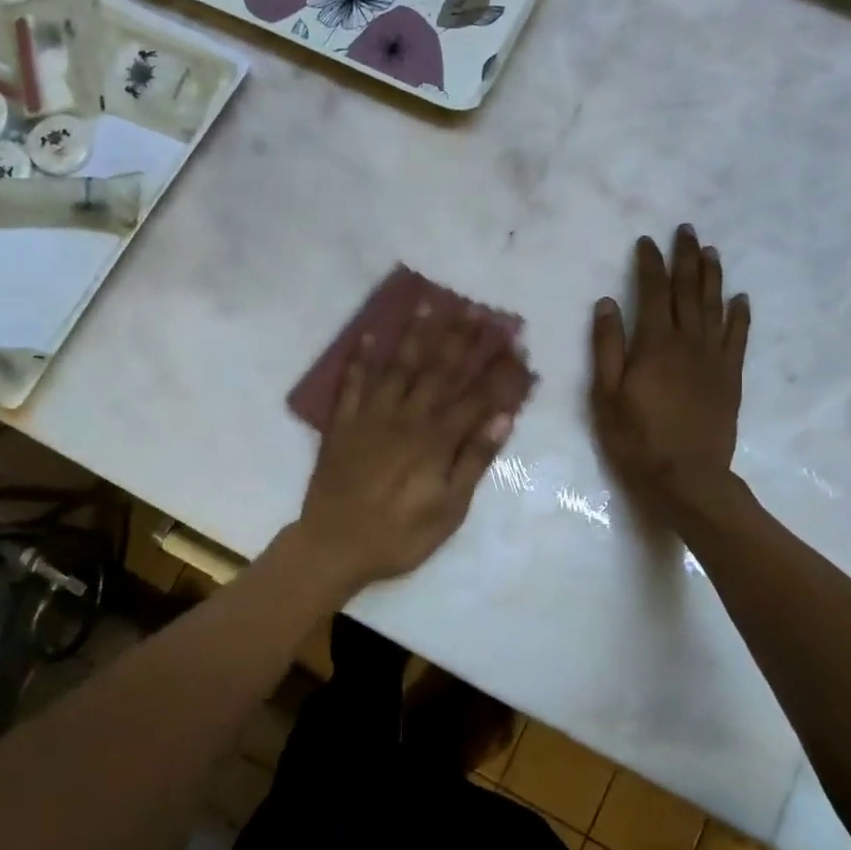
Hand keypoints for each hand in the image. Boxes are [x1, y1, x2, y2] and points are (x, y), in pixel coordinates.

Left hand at [294, 302, 521, 595]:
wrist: (334, 546)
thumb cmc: (400, 536)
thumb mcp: (449, 510)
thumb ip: (474, 461)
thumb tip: (503, 418)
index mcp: (436, 440)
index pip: (476, 396)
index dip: (498, 368)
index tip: (515, 340)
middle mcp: (406, 418)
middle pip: (439, 371)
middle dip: (461, 338)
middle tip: (479, 308)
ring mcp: (371, 417)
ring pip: (398, 367)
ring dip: (415, 335)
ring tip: (429, 303)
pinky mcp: (342, 424)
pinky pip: (350, 385)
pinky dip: (358, 360)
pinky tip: (367, 335)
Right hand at [590, 225, 750, 523]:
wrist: (687, 477)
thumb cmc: (636, 439)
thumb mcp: (606, 396)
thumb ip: (607, 347)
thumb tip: (607, 304)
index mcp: (654, 345)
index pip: (653, 292)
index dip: (650, 264)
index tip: (646, 241)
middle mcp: (688, 343)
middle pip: (689, 291)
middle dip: (686, 258)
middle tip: (686, 231)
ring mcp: (714, 359)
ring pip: (715, 307)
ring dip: (712, 277)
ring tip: (711, 251)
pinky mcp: (730, 377)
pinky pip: (738, 337)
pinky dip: (740, 314)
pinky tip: (740, 297)